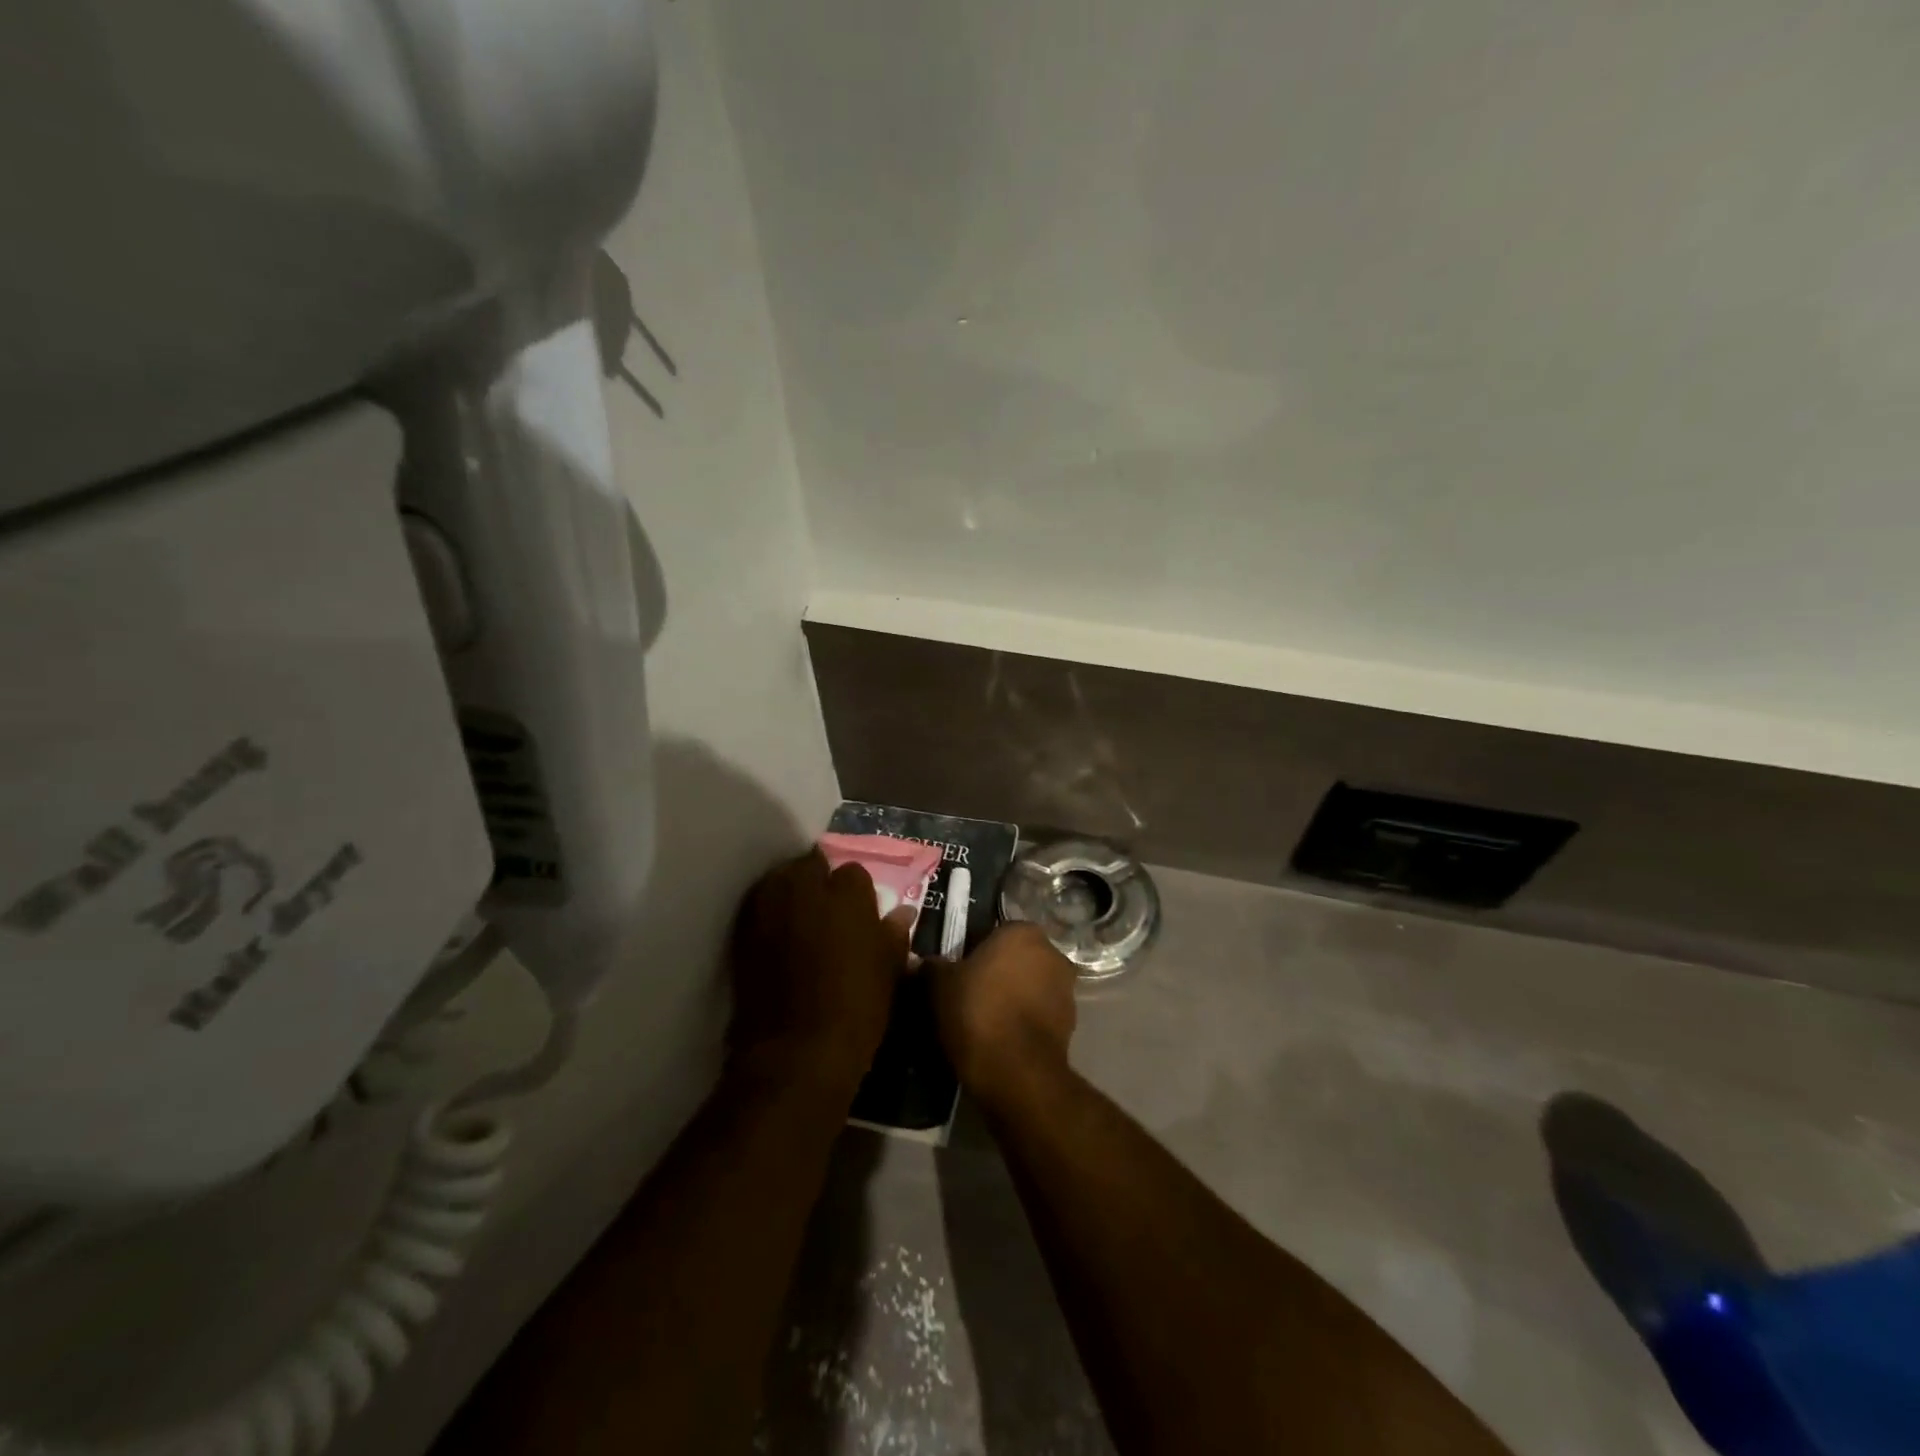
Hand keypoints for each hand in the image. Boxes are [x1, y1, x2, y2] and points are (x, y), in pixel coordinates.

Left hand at [729, 850, 913, 1092]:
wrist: (795, 1053)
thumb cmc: (856, 1009)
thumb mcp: (888, 971)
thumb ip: (893, 933)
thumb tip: (903, 912)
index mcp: (847, 891)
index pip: (853, 872)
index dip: (856, 894)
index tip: (859, 915)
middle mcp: (804, 886)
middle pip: (810, 866)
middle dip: (818, 882)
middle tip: (828, 914)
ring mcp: (768, 906)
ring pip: (780, 881)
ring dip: (790, 894)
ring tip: (800, 922)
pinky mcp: (742, 931)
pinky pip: (759, 908)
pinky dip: (769, 916)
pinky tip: (778, 940)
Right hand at [929, 922, 1077, 1112]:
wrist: (1016, 1072)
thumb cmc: (977, 1012)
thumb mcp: (939, 985)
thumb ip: (932, 967)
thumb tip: (925, 962)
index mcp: (1023, 932)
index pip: (995, 932)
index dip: (975, 952)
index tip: (958, 972)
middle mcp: (1052, 953)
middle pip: (1017, 958)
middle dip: (998, 973)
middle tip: (969, 995)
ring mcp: (1066, 989)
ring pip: (1031, 986)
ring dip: (1014, 997)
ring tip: (984, 1021)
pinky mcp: (1071, 1024)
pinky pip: (1039, 1014)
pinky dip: (1024, 1021)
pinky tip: (1001, 1039)